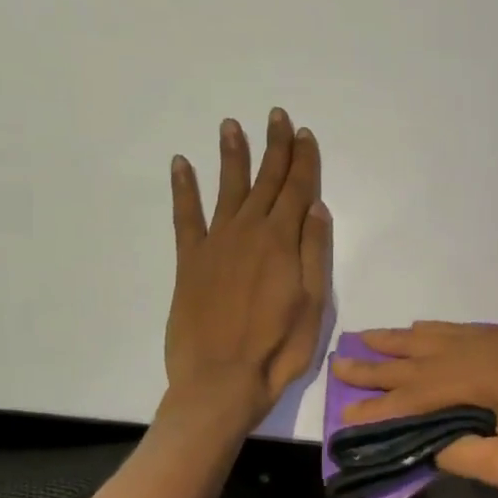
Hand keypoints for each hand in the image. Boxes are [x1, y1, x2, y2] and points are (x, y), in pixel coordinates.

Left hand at [166, 109, 330, 421]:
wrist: (220, 381)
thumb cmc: (278, 349)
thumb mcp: (313, 304)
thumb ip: (314, 252)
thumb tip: (316, 207)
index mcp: (282, 242)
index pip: (297, 190)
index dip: (303, 161)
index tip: (304, 133)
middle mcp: (248, 232)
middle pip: (266, 181)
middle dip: (274, 147)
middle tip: (276, 116)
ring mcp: (216, 244)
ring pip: (227, 189)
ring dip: (232, 156)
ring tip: (232, 125)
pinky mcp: (190, 262)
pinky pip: (185, 216)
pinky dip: (182, 189)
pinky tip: (181, 165)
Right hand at [331, 323, 497, 497]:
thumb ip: (462, 454)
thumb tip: (429, 444)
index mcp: (490, 376)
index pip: (423, 391)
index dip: (384, 403)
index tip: (348, 410)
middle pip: (429, 353)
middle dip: (385, 361)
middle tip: (344, 360)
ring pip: (452, 335)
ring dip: (411, 338)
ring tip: (375, 337)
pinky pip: (479, 331)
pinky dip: (448, 332)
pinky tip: (433, 331)